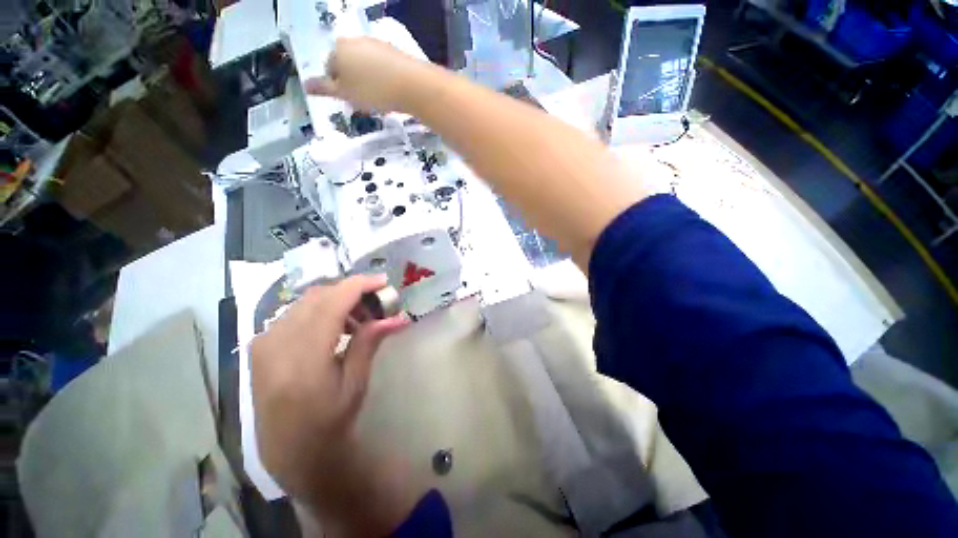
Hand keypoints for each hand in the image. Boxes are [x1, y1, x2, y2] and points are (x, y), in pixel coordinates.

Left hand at [250, 275, 408, 513]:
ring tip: (358, 317)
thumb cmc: (328, 421)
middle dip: (351, 291)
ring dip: (336, 300)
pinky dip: (320, 309)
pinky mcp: (260, 345)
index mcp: (303, 359)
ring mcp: (263, 343)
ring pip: (306, 301)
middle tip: (375, 303)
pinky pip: (295, 312)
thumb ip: (370, 342)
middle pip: (318, 296)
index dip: (359, 286)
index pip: (331, 304)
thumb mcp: (356, 383)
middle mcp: (276, 344)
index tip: (383, 281)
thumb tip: (398, 317)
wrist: (288, 450)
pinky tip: (335, 325)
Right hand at [304, 37, 433, 112]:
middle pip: (348, 66)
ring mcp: (376, 45)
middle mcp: (355, 41)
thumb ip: (325, 89)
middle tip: (364, 102)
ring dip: (368, 83)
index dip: (337, 87)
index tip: (349, 101)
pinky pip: (382, 68)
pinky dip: (383, 80)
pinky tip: (390, 93)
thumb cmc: (373, 91)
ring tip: (379, 100)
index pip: (329, 68)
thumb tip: (306, 84)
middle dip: (353, 84)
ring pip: (365, 67)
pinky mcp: (394, 53)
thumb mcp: (346, 94)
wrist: (411, 85)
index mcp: (338, 49)